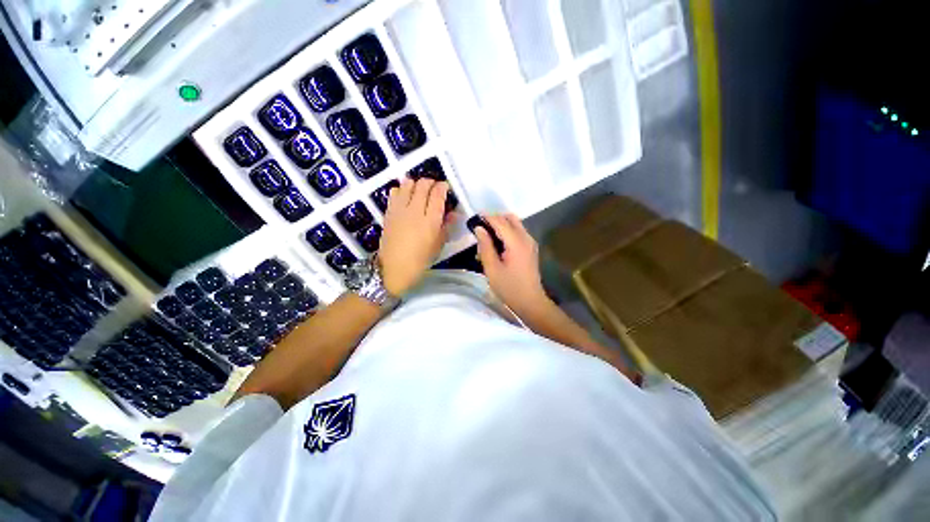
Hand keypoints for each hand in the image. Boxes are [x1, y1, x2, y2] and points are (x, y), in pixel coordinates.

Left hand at [379, 178, 450, 295]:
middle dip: (431, 182)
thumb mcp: (438, 244)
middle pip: (423, 184)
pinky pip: (395, 191)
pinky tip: (406, 198)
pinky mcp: (389, 211)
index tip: (446, 188)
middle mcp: (415, 210)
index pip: (438, 193)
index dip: (443, 187)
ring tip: (420, 192)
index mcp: (430, 221)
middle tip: (435, 189)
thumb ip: (447, 226)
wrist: (394, 268)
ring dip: (416, 184)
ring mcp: (400, 209)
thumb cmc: (420, 260)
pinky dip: (402, 189)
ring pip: (408, 183)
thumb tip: (454, 213)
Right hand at [474, 214, 547, 314]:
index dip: (487, 217)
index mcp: (516, 242)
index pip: (500, 222)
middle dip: (495, 219)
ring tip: (487, 239)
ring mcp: (530, 243)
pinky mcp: (530, 248)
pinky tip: (497, 246)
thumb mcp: (492, 269)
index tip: (474, 217)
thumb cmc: (509, 288)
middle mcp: (526, 238)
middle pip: (510, 218)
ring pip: (515, 225)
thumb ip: (485, 246)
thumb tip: (479, 229)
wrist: (530, 302)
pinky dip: (507, 233)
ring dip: (501, 226)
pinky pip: (518, 233)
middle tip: (481, 228)